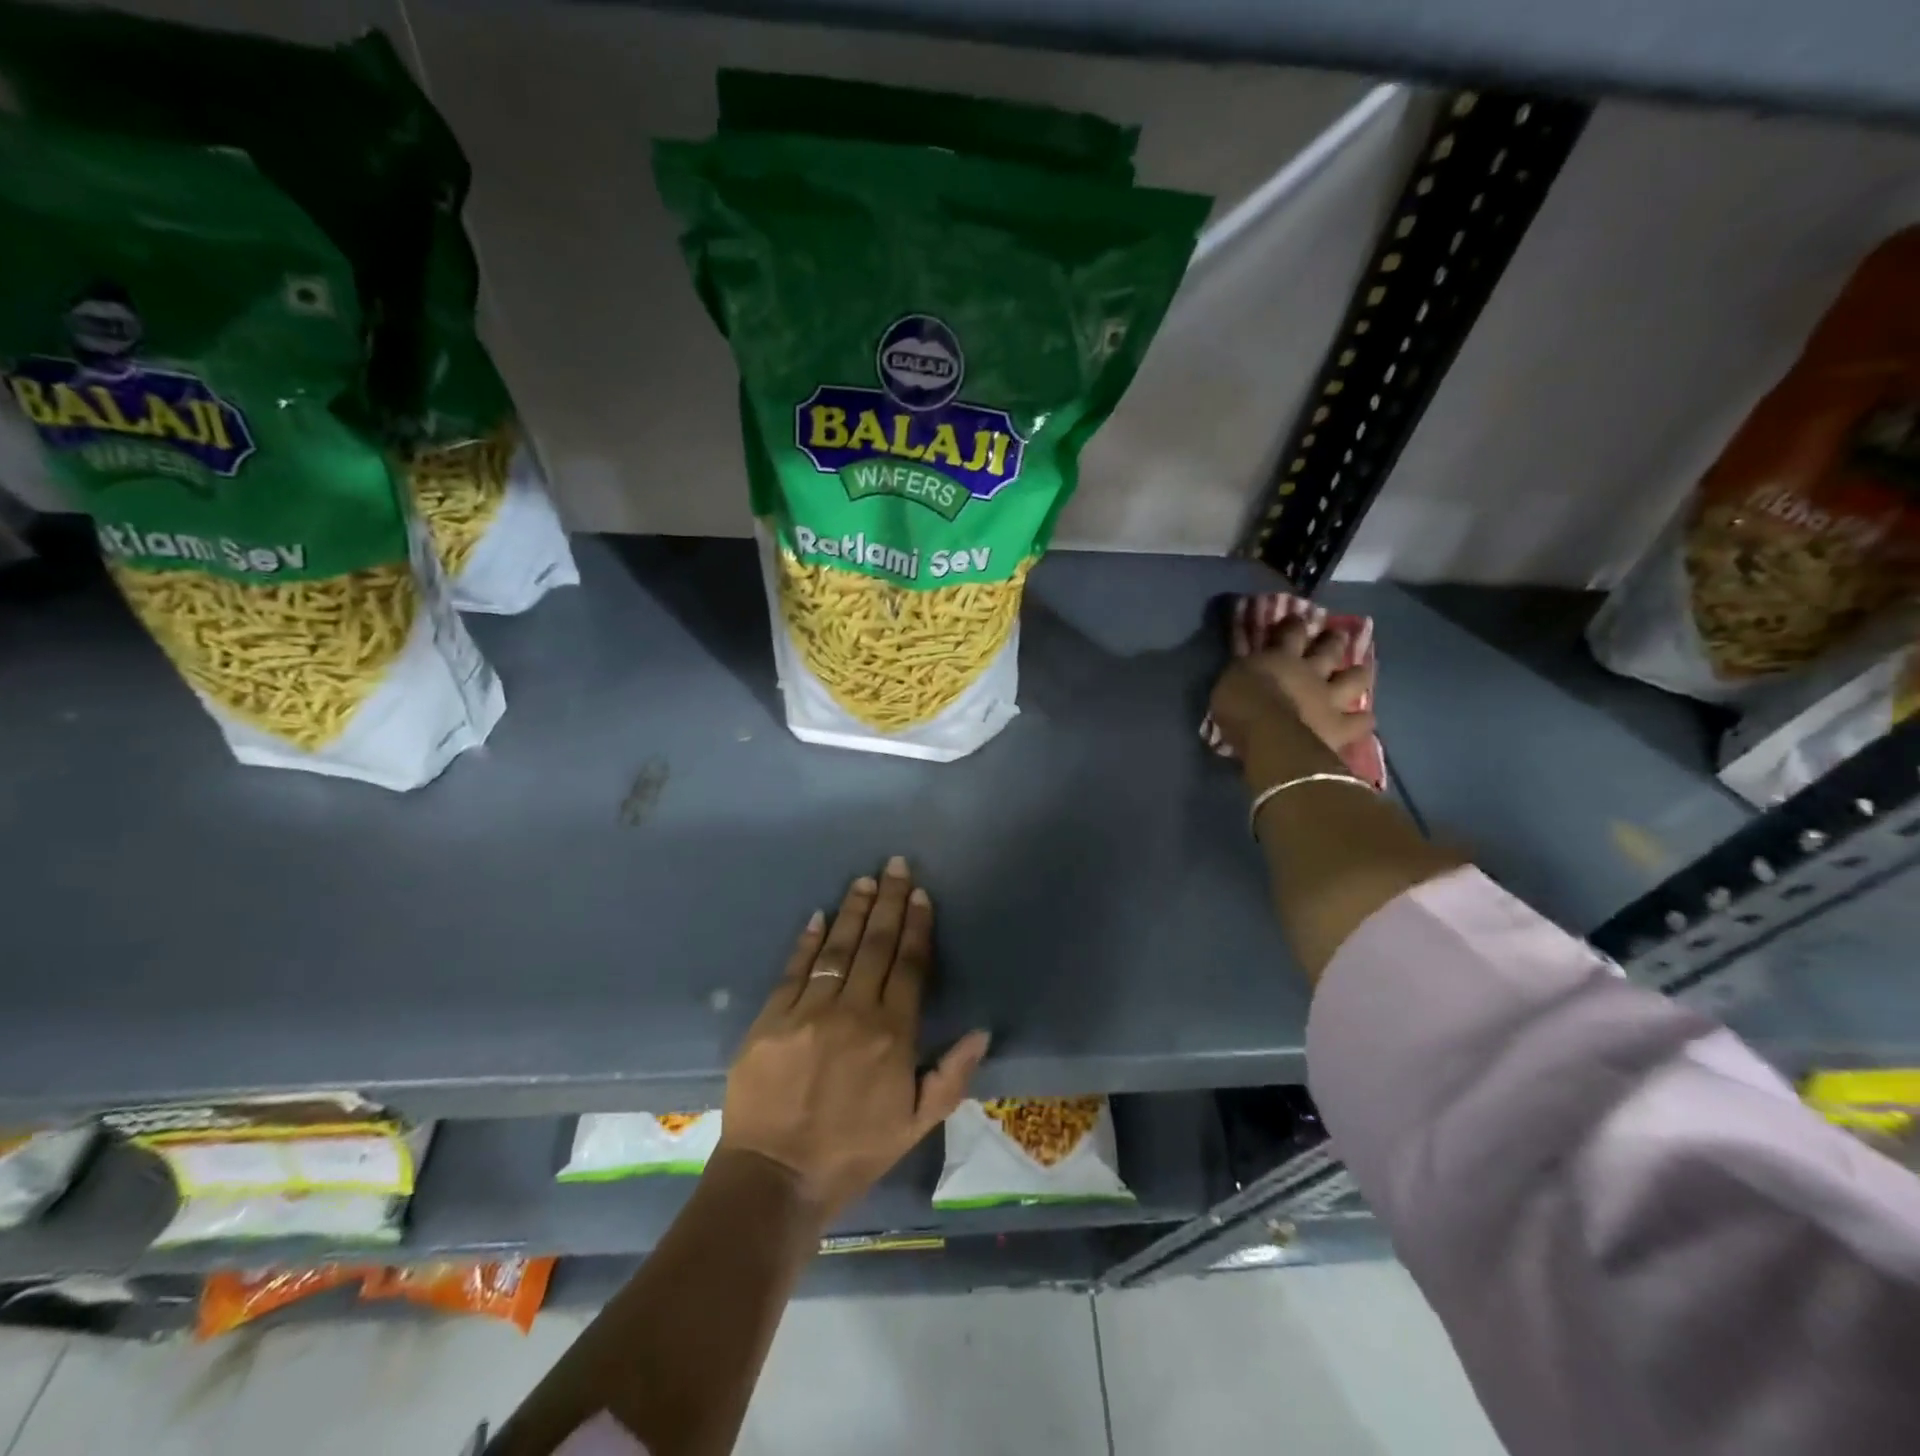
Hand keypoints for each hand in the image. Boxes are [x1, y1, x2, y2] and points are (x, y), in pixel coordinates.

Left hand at [717, 857, 991, 1225]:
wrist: (774, 1177)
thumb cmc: (853, 1151)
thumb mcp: (916, 1125)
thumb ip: (951, 1075)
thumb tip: (980, 1030)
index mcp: (892, 1034)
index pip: (910, 965)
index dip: (917, 926)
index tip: (921, 894)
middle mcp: (853, 1011)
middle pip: (876, 945)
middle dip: (890, 901)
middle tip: (895, 865)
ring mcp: (809, 1009)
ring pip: (837, 947)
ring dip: (854, 910)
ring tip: (865, 881)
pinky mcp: (772, 1016)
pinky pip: (795, 968)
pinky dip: (808, 940)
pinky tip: (819, 915)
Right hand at [1209, 618, 1375, 760]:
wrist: (1269, 736)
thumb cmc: (1240, 707)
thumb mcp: (1230, 681)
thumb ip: (1244, 672)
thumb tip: (1248, 668)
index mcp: (1281, 658)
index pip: (1292, 632)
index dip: (1295, 624)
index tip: (1297, 619)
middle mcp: (1311, 672)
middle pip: (1330, 649)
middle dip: (1334, 640)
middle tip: (1337, 636)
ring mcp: (1330, 698)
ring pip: (1354, 679)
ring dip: (1358, 674)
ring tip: (1360, 672)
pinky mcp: (1341, 726)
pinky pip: (1360, 722)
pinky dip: (1362, 720)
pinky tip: (1364, 719)